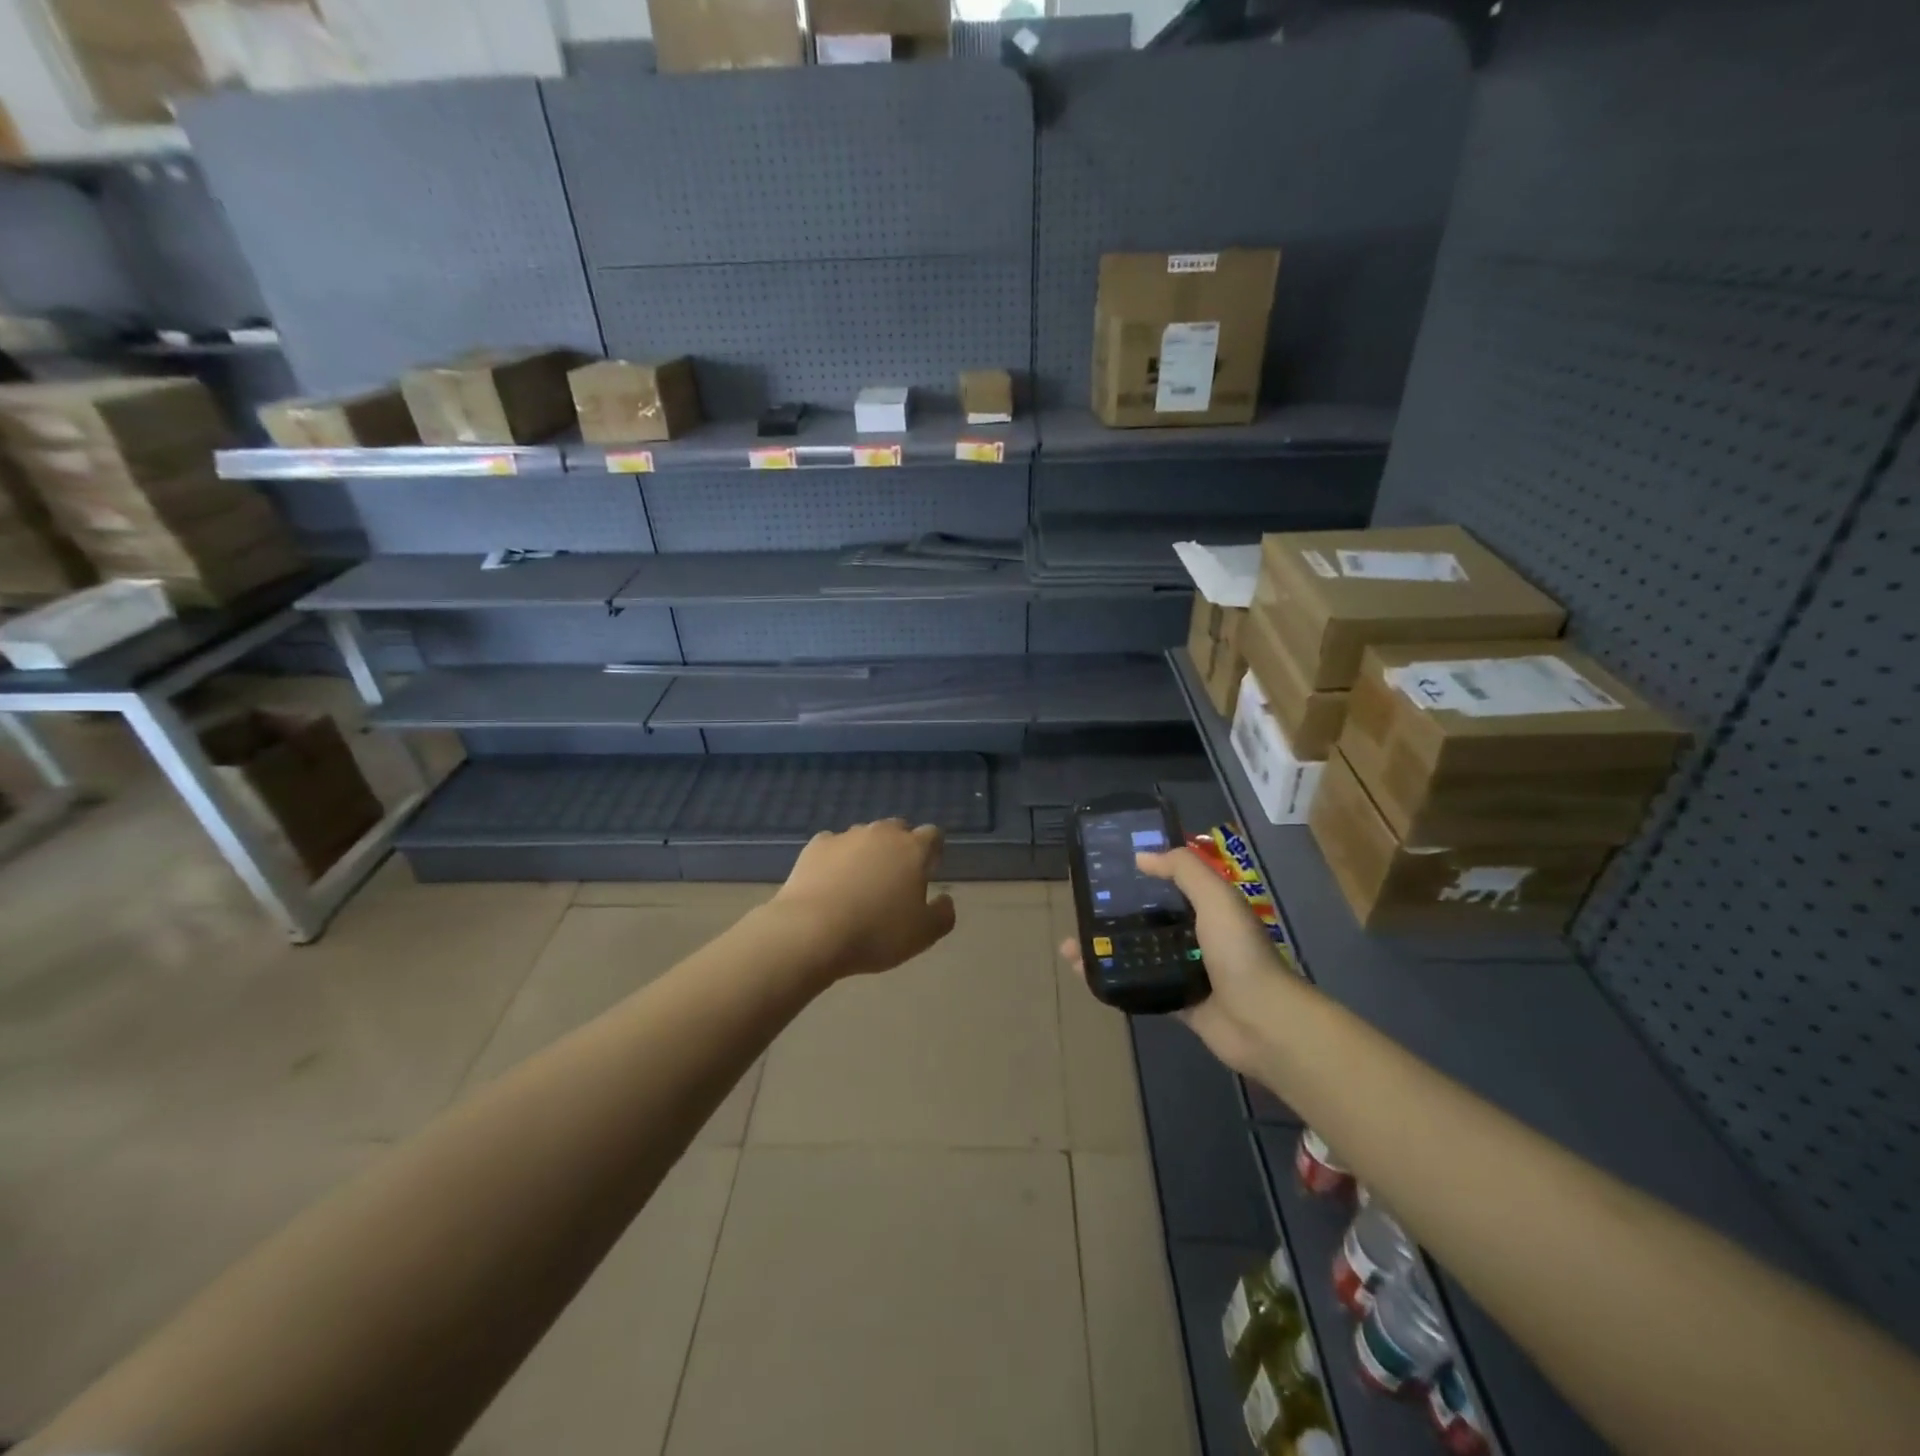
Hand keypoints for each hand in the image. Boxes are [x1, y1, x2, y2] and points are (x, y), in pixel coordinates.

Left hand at [772, 819, 956, 978]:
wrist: (811, 931)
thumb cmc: (876, 933)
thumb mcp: (923, 934)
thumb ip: (943, 914)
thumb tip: (945, 899)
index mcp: (912, 849)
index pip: (932, 835)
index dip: (933, 851)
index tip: (928, 871)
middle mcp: (881, 833)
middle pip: (897, 829)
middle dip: (900, 847)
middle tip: (895, 878)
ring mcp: (846, 836)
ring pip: (864, 836)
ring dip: (867, 852)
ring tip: (859, 883)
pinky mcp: (815, 846)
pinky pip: (833, 846)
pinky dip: (836, 858)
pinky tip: (830, 881)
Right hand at [1058, 848, 1289, 1074]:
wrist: (1262, 1022)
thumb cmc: (1239, 953)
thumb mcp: (1216, 898)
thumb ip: (1183, 870)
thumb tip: (1140, 856)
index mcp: (1207, 907)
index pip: (1169, 883)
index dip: (1139, 873)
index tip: (1104, 866)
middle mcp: (1195, 935)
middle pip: (1147, 918)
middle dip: (1113, 912)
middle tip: (1078, 907)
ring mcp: (1184, 969)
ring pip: (1137, 951)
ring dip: (1106, 946)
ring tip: (1069, 943)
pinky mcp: (1174, 1000)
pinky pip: (1137, 984)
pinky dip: (1110, 978)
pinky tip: (1083, 972)